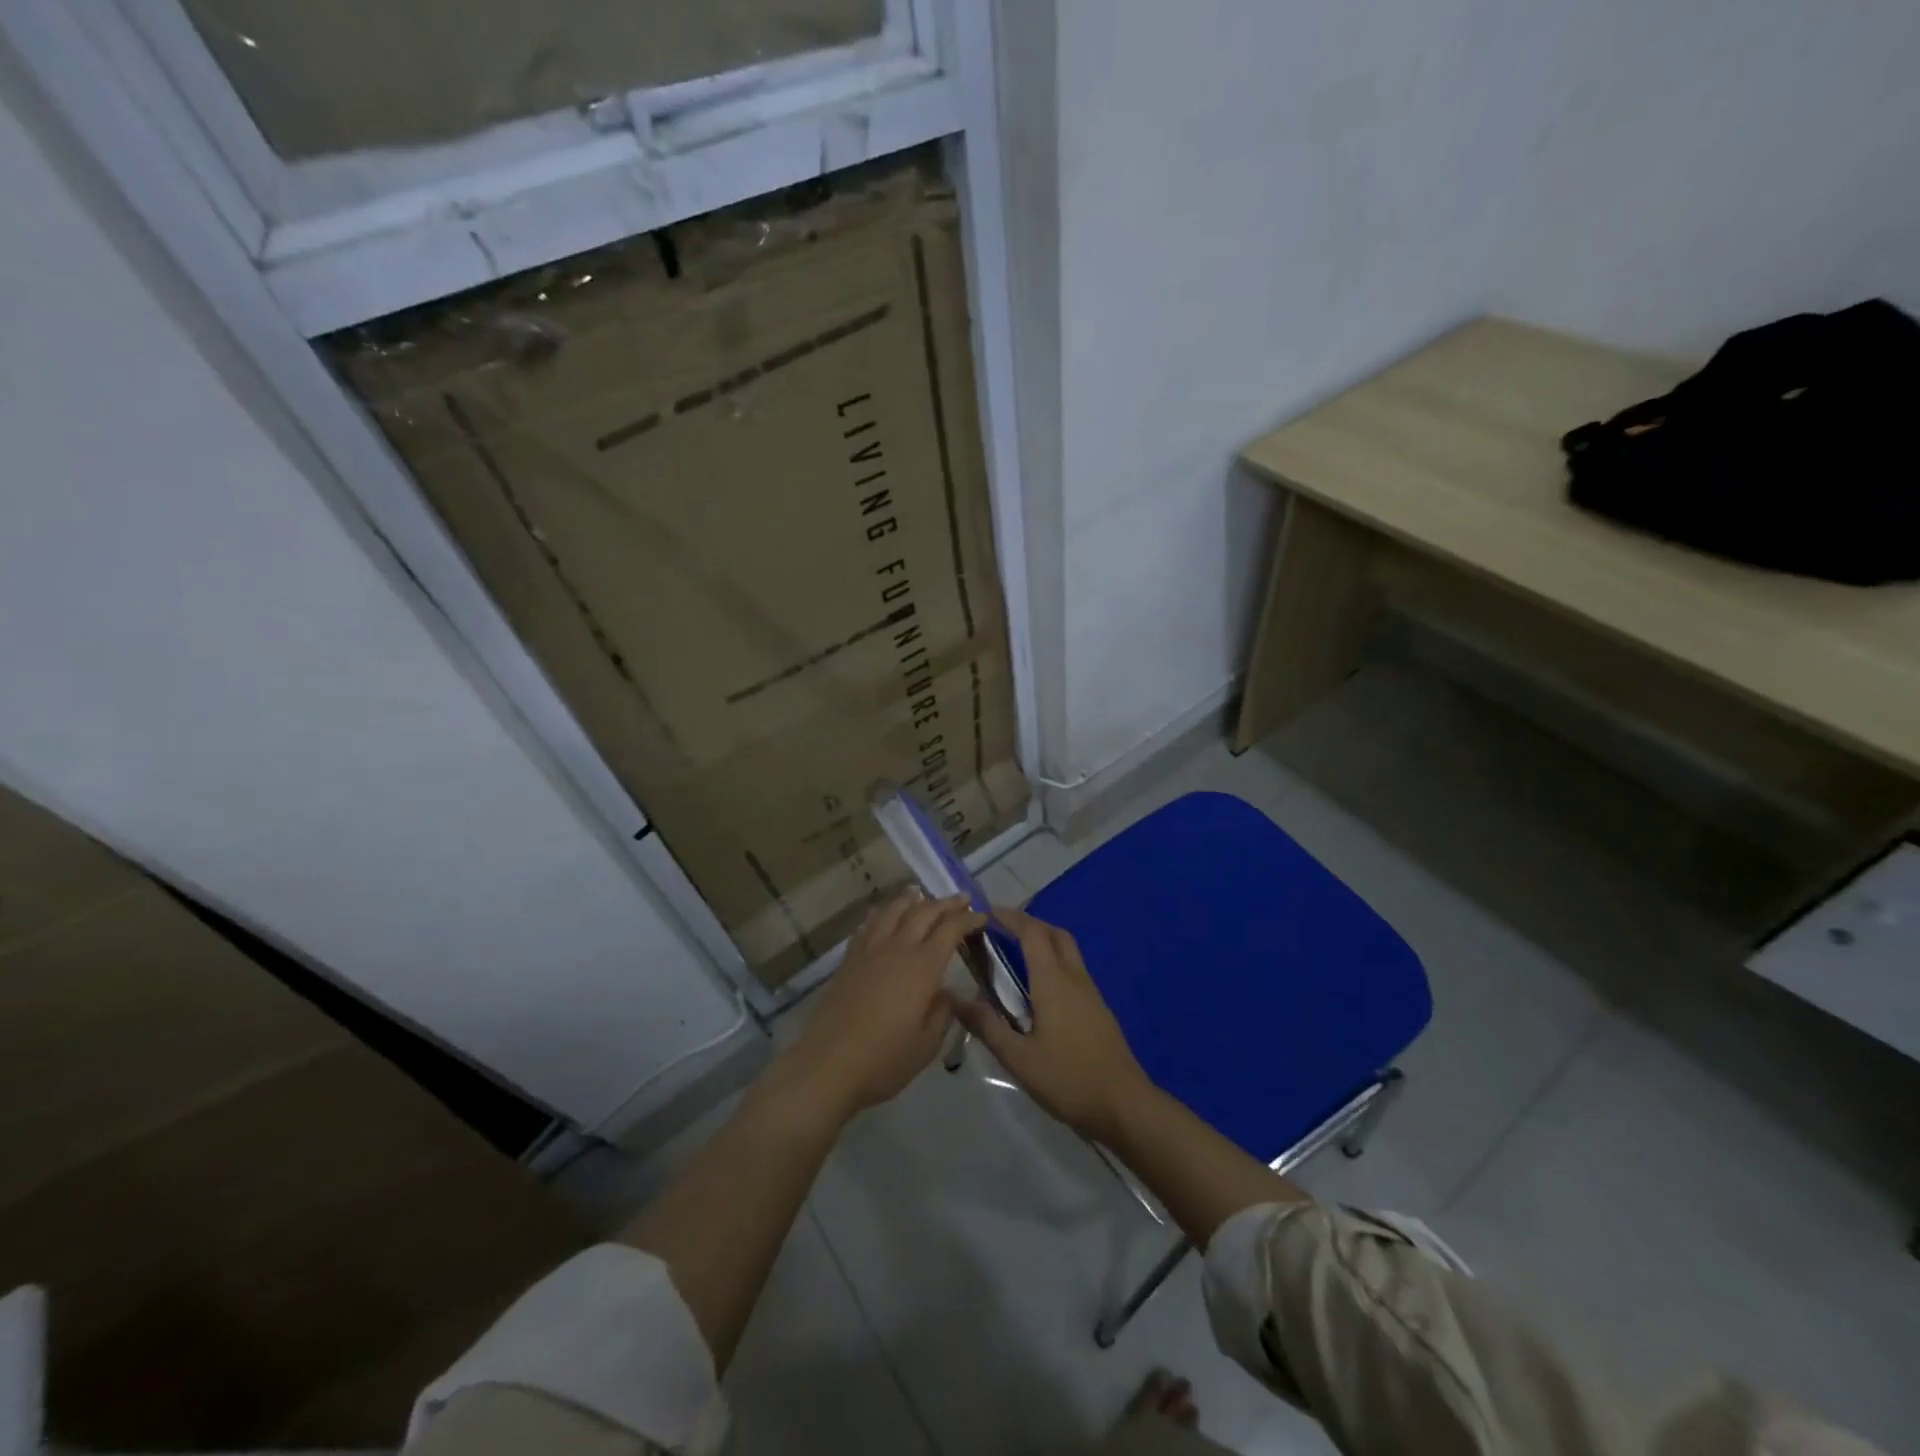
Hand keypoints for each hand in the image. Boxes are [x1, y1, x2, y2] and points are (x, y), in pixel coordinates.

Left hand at [775, 892, 984, 1124]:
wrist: (828, 1064)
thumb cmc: (884, 1059)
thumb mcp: (927, 1044)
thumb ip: (943, 1013)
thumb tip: (947, 992)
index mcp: (923, 967)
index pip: (951, 929)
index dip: (969, 919)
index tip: (982, 917)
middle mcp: (898, 948)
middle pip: (924, 911)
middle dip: (946, 902)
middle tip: (962, 899)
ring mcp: (870, 950)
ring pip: (894, 910)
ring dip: (913, 900)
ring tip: (923, 896)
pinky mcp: (849, 958)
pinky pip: (869, 923)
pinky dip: (883, 913)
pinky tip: (885, 914)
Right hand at [949, 905, 1152, 1144]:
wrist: (1124, 1104)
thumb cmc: (1067, 1078)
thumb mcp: (1018, 1058)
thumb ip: (986, 1025)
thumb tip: (952, 996)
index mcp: (1053, 981)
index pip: (1032, 933)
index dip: (1010, 918)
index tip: (987, 913)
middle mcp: (1074, 978)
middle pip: (1054, 934)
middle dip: (1029, 923)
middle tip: (1002, 929)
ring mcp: (1091, 993)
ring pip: (1068, 950)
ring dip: (1044, 940)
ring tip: (1017, 954)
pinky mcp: (1099, 1009)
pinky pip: (1074, 969)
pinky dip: (1055, 961)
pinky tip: (1040, 988)